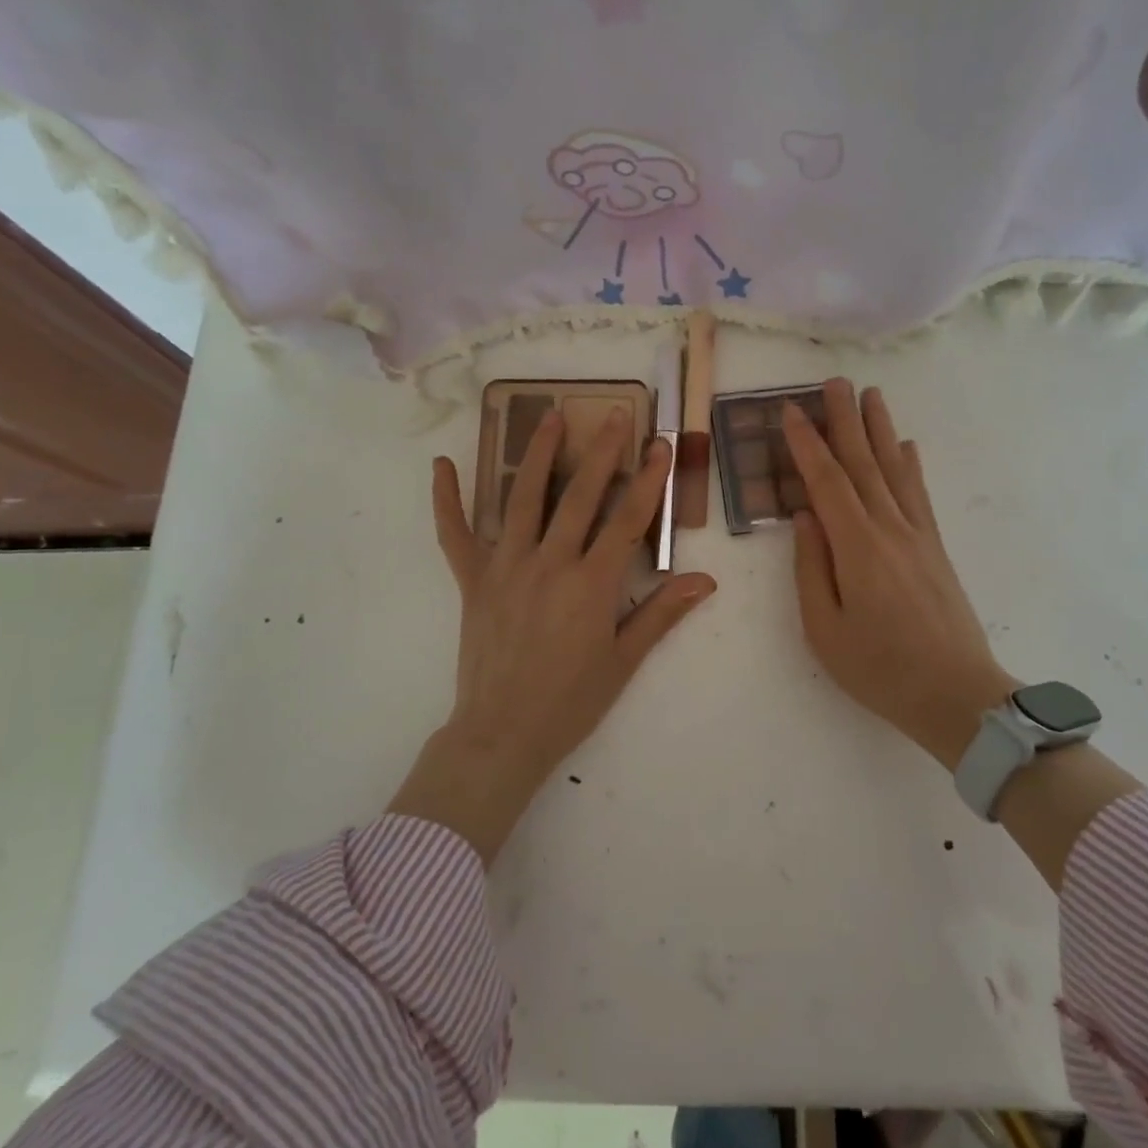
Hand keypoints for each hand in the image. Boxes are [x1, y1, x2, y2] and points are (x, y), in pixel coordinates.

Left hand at [387, 408, 717, 862]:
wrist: (502, 734)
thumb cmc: (571, 702)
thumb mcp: (624, 661)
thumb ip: (662, 614)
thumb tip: (705, 580)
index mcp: (591, 585)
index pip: (627, 520)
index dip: (649, 480)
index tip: (661, 444)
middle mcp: (549, 565)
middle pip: (580, 497)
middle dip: (601, 451)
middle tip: (614, 413)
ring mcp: (505, 568)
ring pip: (523, 500)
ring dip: (538, 455)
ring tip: (550, 416)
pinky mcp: (472, 581)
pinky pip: (454, 535)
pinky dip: (446, 501)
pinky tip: (441, 465)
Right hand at [783, 379, 1015, 770]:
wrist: (957, 695)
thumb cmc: (880, 669)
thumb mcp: (824, 629)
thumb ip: (811, 568)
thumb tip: (805, 518)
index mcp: (857, 548)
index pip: (827, 481)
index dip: (807, 444)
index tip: (791, 410)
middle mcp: (890, 529)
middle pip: (863, 463)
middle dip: (845, 420)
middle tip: (833, 382)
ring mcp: (918, 536)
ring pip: (895, 470)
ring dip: (881, 429)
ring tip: (871, 394)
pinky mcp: (936, 549)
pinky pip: (920, 496)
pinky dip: (911, 465)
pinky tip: (908, 446)